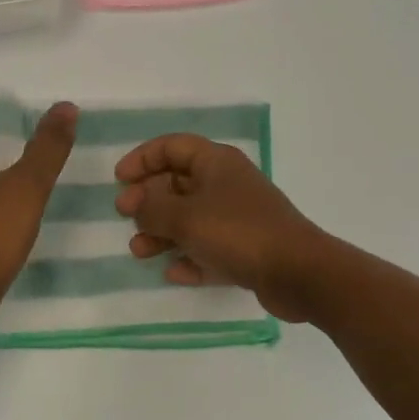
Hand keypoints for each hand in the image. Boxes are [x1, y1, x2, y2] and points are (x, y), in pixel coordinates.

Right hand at [113, 135, 328, 321]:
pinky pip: (208, 249)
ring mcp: (238, 218)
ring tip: (141, 251)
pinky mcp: (246, 249)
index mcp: (216, 163)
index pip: (172, 146)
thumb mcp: (185, 218)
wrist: (298, 273)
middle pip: (178, 183)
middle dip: (148, 200)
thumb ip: (152, 209)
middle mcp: (227, 184)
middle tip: (126, 216)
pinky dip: (189, 257)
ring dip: (162, 232)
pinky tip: (173, 273)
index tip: (119, 179)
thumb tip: (137, 204)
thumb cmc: (237, 233)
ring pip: (190, 219)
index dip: (142, 158)